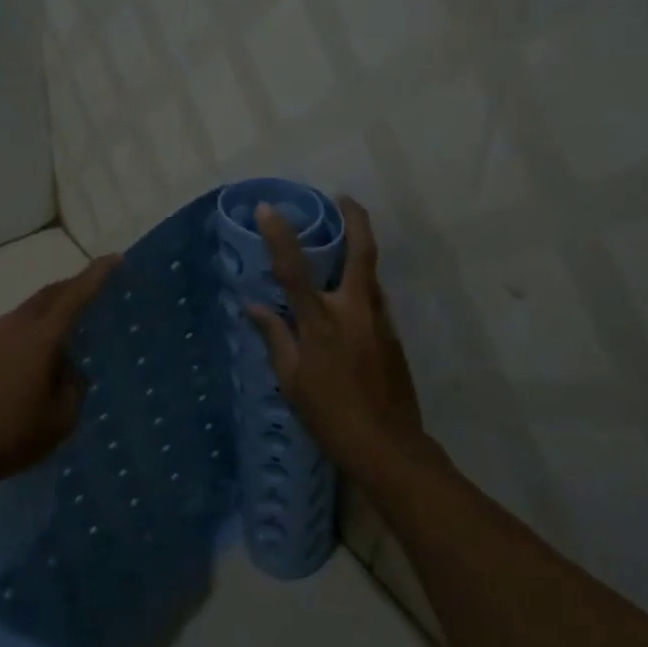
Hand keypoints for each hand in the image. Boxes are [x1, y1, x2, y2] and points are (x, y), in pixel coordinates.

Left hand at [0, 254, 120, 495]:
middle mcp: (12, 326)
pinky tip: (35, 357)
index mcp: (39, 337)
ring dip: (49, 310)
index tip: (115, 259)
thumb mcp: (58, 420)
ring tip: (67, 328)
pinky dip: (30, 331)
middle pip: (48, 295)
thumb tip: (68, 370)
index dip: (96, 275)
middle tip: (94, 290)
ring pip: (26, 311)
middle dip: (72, 287)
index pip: (74, 296)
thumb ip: (73, 388)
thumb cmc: (7, 436)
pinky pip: (10, 330)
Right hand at [246, 197, 428, 479]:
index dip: (280, 236)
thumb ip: (275, 337)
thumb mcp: (291, 380)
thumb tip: (253, 307)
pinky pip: (374, 301)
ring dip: (359, 253)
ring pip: (371, 275)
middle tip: (344, 199)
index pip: (295, 270)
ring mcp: (380, 321)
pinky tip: (347, 302)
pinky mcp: (394, 336)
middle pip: (362, 252)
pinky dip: (360, 288)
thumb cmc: (330, 416)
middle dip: (356, 219)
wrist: (388, 447)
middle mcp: (355, 311)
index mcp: (322, 322)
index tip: (268, 209)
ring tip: (341, 246)